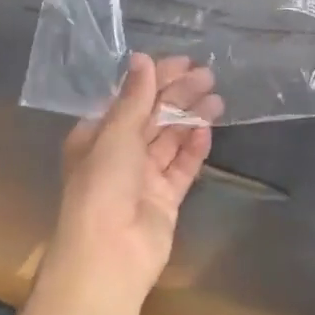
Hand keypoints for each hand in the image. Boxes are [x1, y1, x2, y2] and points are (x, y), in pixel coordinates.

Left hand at [48, 53, 223, 314]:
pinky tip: (207, 130)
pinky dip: (194, 148)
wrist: (108, 257)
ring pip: (170, 139)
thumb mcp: (116, 133)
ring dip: (191, 117)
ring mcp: (143, 178)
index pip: (131, 98)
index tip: (184, 62)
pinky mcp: (164, 200)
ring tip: (217, 99)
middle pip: (153, 116)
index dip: (156, 78)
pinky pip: (182, 167)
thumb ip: (135, 97)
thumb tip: (142, 58)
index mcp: (97, 136)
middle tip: (208, 76)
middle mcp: (119, 154)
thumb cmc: (102, 186)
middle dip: (179, 95)